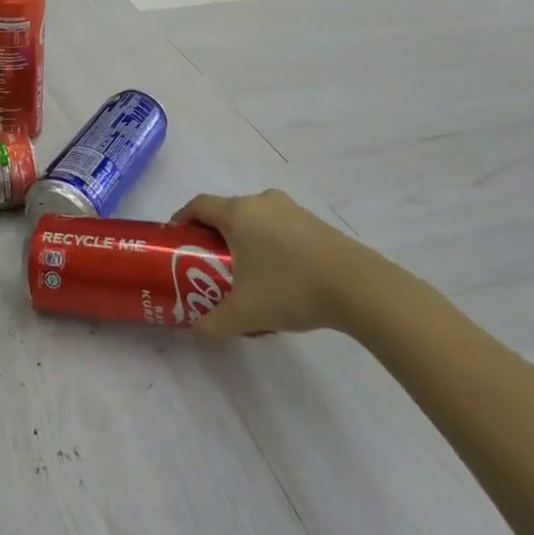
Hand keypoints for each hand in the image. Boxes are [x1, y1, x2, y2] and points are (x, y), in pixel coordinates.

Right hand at [173, 189, 374, 340]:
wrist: (358, 286)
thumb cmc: (290, 288)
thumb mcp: (244, 314)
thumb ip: (213, 324)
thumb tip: (195, 332)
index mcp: (238, 213)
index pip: (198, 205)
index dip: (182, 219)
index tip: (175, 240)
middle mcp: (261, 202)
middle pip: (227, 211)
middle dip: (214, 235)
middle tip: (208, 265)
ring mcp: (291, 209)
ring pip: (255, 219)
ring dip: (244, 239)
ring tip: (244, 273)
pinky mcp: (314, 222)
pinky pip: (278, 227)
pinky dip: (269, 243)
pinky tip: (278, 276)